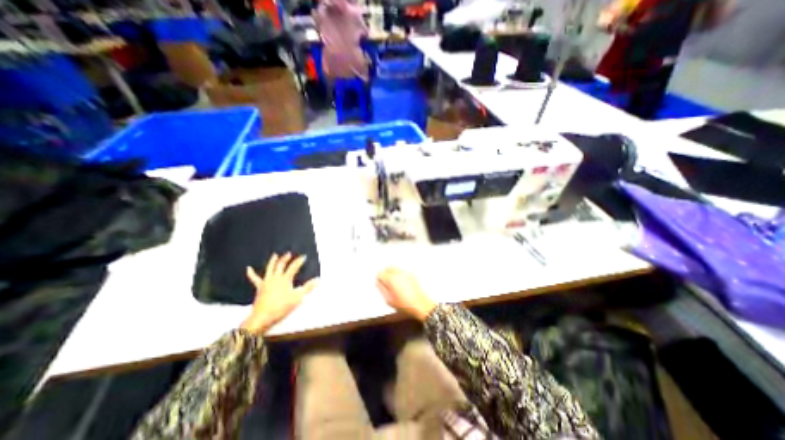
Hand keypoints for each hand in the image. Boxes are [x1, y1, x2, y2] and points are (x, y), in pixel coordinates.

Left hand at [243, 252, 322, 335]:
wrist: (262, 317)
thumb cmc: (281, 307)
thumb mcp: (297, 298)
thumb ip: (308, 288)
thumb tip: (318, 279)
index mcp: (285, 279)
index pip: (294, 267)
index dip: (299, 261)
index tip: (304, 256)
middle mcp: (275, 277)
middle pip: (281, 265)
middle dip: (286, 258)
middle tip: (289, 253)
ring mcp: (266, 282)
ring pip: (270, 268)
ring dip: (272, 261)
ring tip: (275, 255)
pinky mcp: (260, 287)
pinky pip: (254, 279)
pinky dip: (251, 273)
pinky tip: (248, 268)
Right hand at [375, 267, 435, 320]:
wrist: (420, 305)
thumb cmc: (405, 305)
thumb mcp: (389, 300)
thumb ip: (382, 290)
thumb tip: (378, 283)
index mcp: (391, 279)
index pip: (380, 273)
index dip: (379, 279)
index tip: (380, 284)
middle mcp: (398, 273)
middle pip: (388, 268)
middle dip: (385, 274)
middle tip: (386, 283)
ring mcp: (406, 273)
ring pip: (395, 268)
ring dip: (392, 273)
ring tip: (394, 283)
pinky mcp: (412, 275)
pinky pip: (402, 271)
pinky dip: (399, 274)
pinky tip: (401, 284)